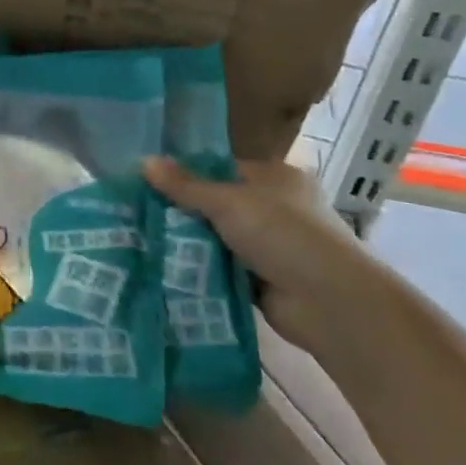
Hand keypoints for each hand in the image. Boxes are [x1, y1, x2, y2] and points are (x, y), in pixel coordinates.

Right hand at [143, 157, 385, 356]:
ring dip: (190, 244)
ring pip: (218, 239)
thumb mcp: (229, 202)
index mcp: (275, 177)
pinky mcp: (263, 280)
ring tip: (142, 241)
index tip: (147, 182)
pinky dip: (202, 271)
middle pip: (217, 205)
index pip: (221, 168)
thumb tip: (143, 161)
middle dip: (182, 212)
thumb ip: (185, 185)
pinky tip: (166, 269)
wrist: (328, 303)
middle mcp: (275, 208)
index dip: (186, 174)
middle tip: (137, 214)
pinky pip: (223, 269)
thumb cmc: (283, 235)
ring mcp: (271, 246)